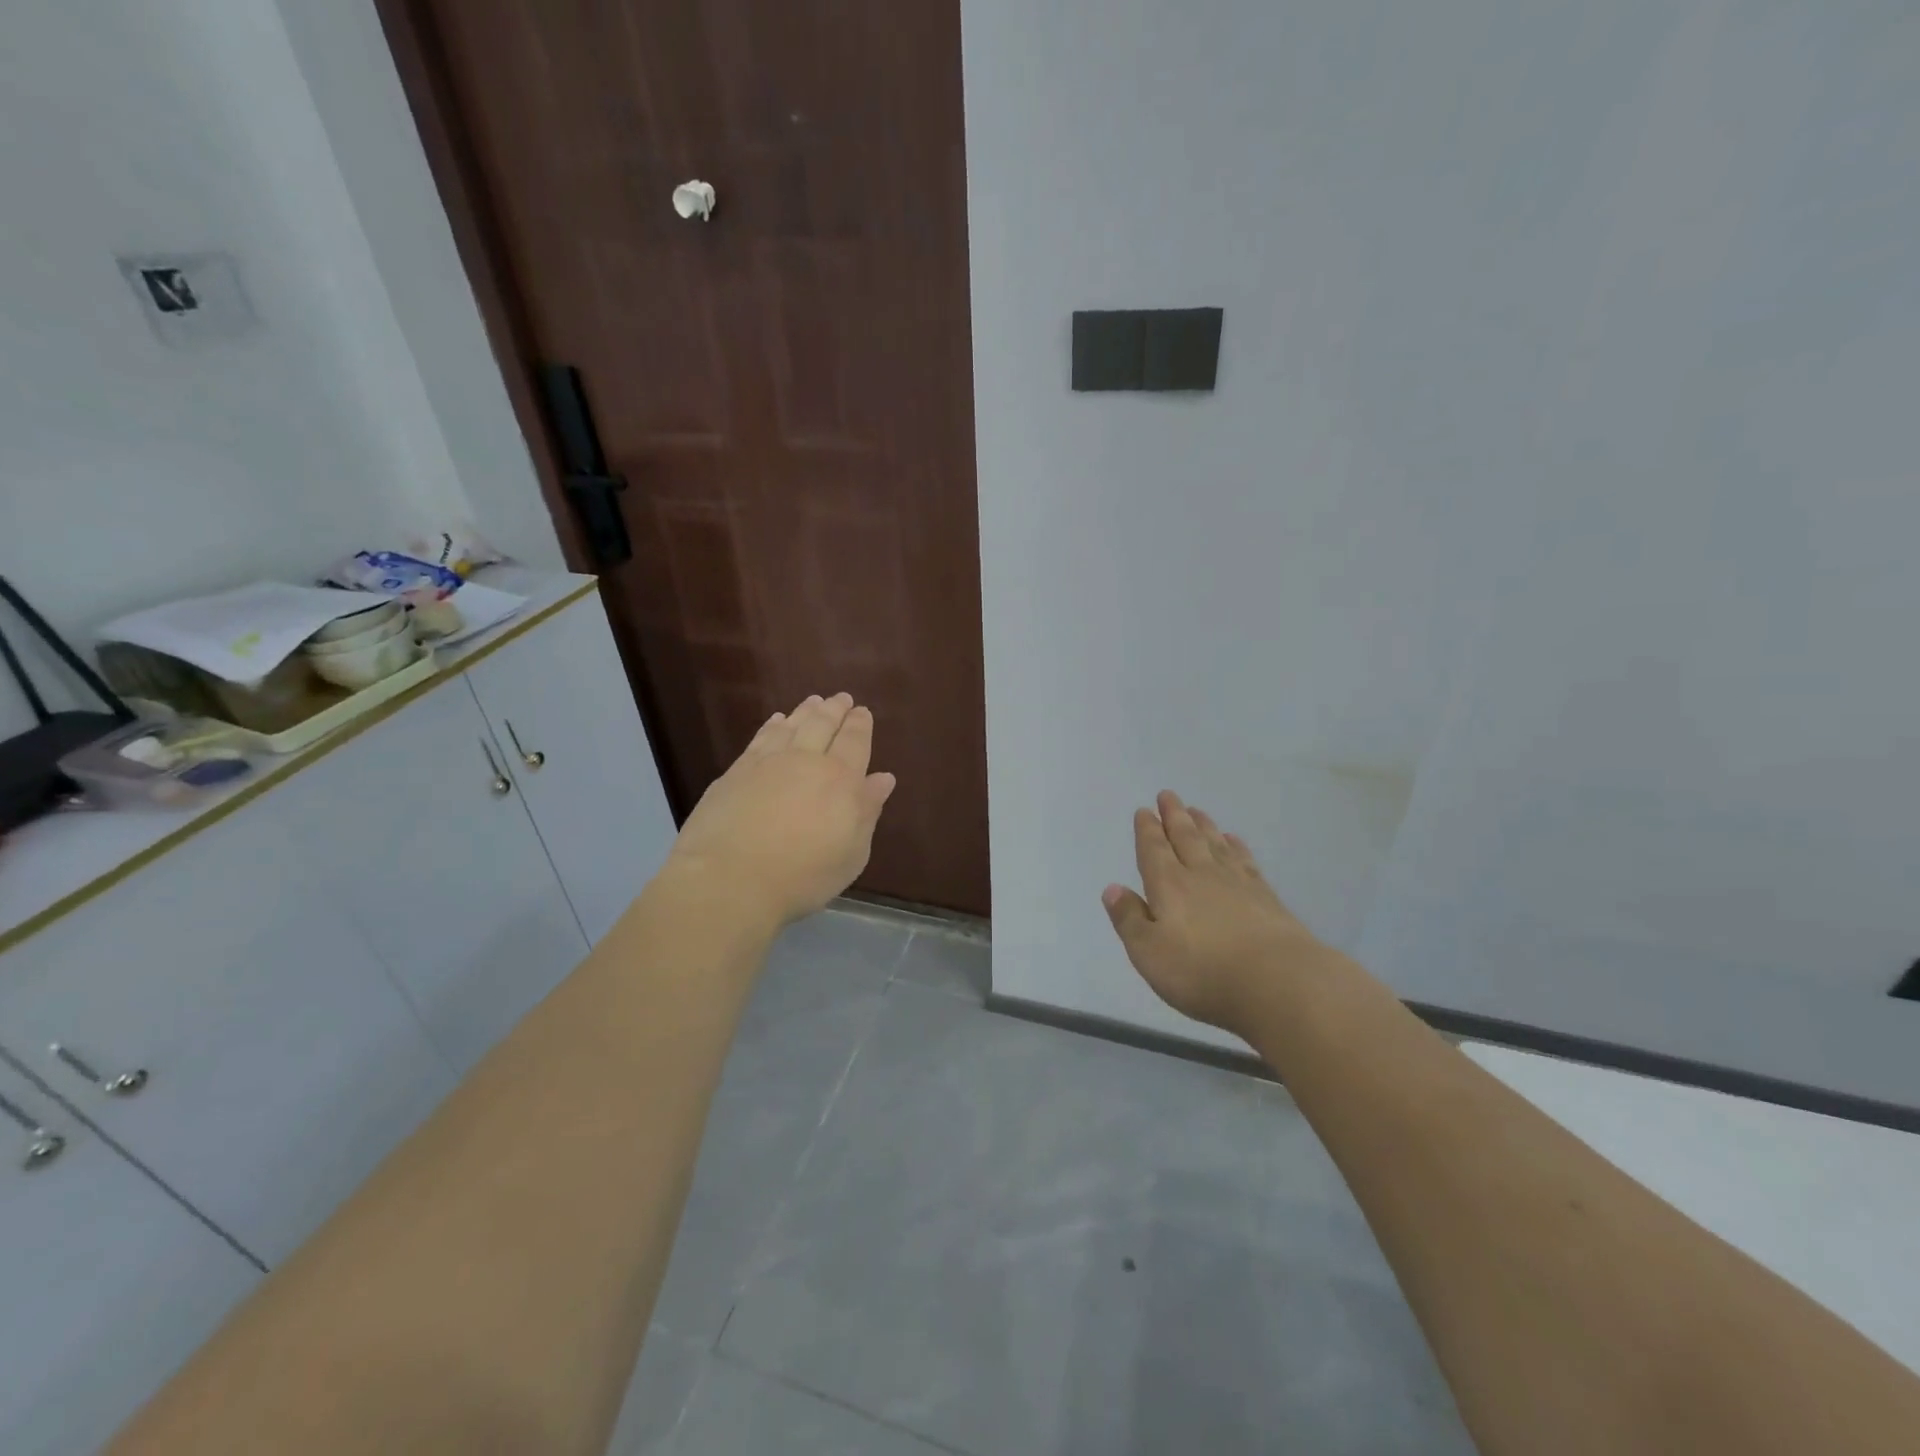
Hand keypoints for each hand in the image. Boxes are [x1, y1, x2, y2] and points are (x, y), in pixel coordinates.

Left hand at [667, 693, 896, 926]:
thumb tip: (883, 778)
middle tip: (842, 699)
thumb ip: (867, 812)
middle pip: (824, 725)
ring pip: (793, 725)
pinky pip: (761, 737)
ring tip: (814, 701)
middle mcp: (806, 761)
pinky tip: (777, 721)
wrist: (729, 880)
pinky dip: (773, 725)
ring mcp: (768, 762)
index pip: (855, 741)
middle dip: (835, 709)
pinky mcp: (737, 771)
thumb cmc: (802, 876)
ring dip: (807, 710)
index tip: (863, 711)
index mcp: (841, 780)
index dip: (860, 725)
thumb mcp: (851, 854)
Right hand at [1102, 791, 1332, 1038]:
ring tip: (1196, 810)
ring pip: (1215, 844)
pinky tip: (1234, 841)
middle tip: (1168, 795)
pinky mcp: (1266, 898)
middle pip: (1185, 838)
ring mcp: (1238, 884)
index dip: (1147, 830)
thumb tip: (1112, 888)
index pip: (1154, 850)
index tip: (1144, 810)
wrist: (1278, 982)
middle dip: (1174, 816)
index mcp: (1169, 886)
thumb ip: (1129, 919)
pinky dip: (1236, 847)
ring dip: (1203, 825)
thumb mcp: (1149, 952)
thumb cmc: (1202, 972)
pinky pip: (1245, 861)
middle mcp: (1201, 875)